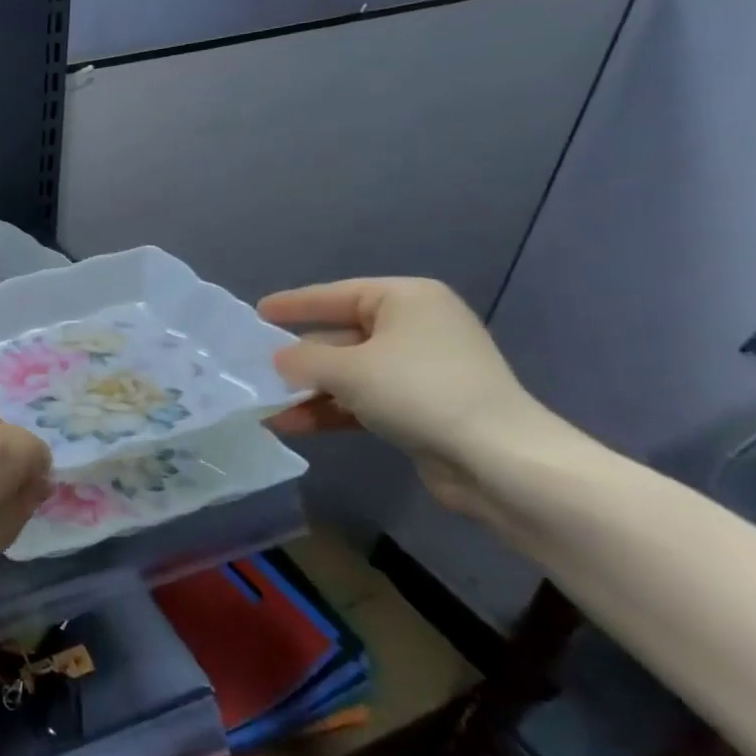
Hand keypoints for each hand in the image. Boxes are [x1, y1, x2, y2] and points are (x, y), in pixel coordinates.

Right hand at [257, 277, 550, 514]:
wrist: (499, 461)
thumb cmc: (419, 392)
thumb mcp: (347, 369)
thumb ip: (303, 359)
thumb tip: (279, 360)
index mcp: (406, 300)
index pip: (336, 294)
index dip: (294, 304)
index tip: (258, 312)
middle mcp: (416, 327)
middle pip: (341, 336)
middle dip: (299, 358)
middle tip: (256, 366)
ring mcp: (421, 369)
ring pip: (349, 373)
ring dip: (309, 391)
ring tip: (266, 408)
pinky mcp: (422, 407)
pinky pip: (363, 400)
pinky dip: (331, 410)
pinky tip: (293, 426)